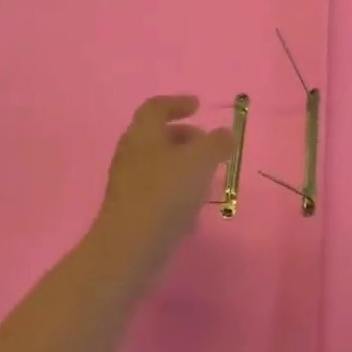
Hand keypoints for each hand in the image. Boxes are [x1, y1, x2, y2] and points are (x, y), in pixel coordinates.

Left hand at [87, 95, 236, 282]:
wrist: (129, 248)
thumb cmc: (165, 194)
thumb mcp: (199, 161)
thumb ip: (216, 143)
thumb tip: (224, 134)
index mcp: (143, 133)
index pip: (156, 107)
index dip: (177, 103)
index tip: (197, 106)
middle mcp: (131, 152)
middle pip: (155, 134)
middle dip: (182, 135)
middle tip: (206, 143)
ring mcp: (127, 182)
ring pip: (156, 162)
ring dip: (180, 163)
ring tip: (205, 175)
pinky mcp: (129, 208)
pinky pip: (154, 187)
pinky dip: (173, 186)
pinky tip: (191, 203)